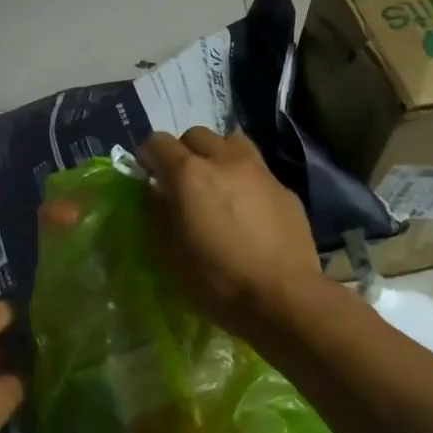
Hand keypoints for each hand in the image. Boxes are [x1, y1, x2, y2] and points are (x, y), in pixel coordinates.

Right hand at [137, 127, 321, 338]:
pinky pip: (257, 170)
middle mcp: (224, 160)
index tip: (147, 175)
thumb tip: (154, 192)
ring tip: (216, 183)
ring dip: (217, 155)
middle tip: (181, 181)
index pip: (158, 142)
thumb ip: (156, 214)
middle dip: (183, 151)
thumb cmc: (215, 279)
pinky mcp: (285, 189)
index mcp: (188, 174)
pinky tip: (247, 209)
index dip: (148, 155)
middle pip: (196, 134)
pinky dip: (244, 178)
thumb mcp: (168, 252)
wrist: (282, 297)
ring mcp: (259, 171)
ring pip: (232, 142)